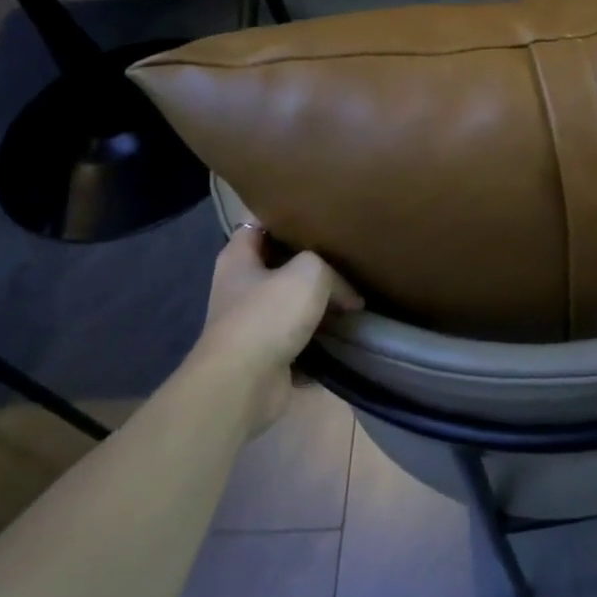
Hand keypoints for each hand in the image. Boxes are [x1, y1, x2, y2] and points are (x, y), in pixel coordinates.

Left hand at [200, 222, 361, 432]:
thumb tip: (349, 296)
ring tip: (357, 296)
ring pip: (294, 304)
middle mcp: (241, 288)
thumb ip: (331, 270)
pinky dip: (322, 339)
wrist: (244, 385)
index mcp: (238, 258)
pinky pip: (302, 339)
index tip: (319, 212)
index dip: (286, 214)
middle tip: (349, 255)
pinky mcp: (268, 356)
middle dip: (312, 263)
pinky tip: (349, 333)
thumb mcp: (309, 272)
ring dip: (321, 304)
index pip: (259, 223)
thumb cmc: (268, 315)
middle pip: (281, 265)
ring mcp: (253, 324)